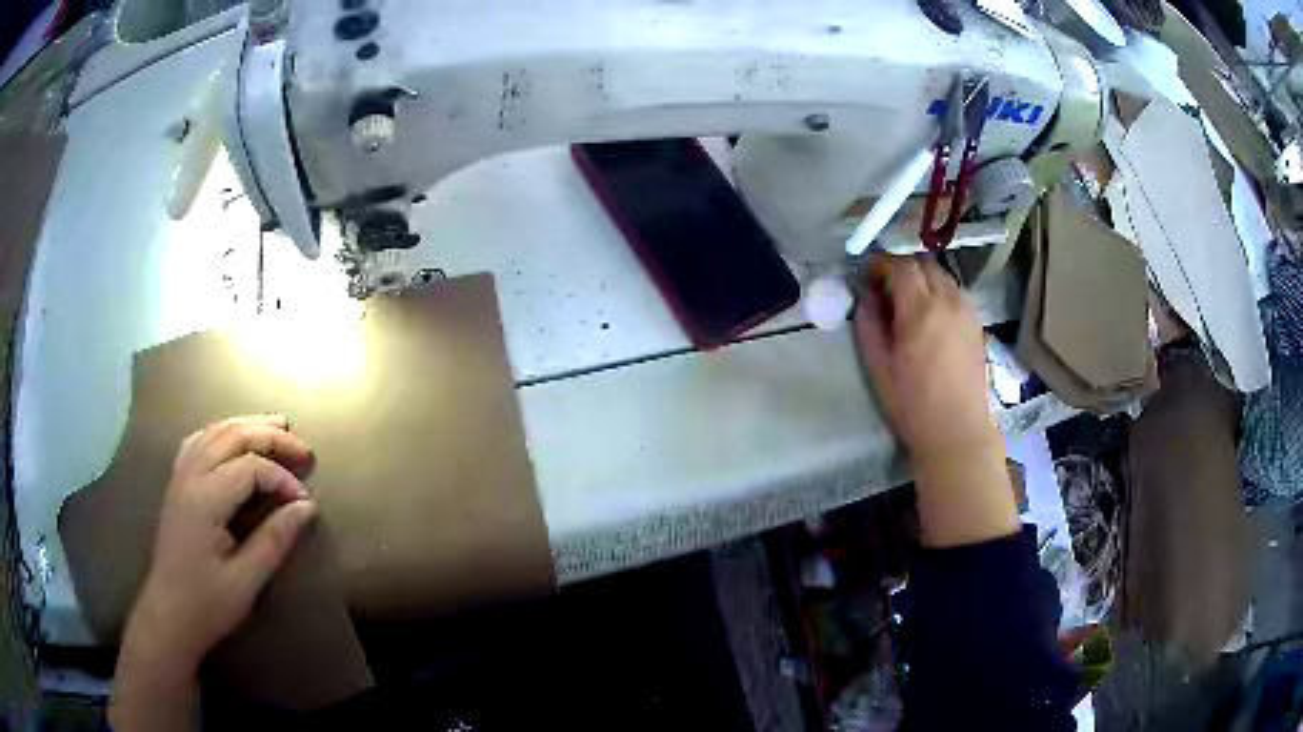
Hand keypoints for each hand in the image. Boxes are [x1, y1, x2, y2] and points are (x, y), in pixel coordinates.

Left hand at [124, 414, 317, 670]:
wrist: (169, 615)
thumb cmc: (207, 604)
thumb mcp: (246, 581)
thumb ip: (274, 539)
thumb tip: (306, 508)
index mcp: (205, 499)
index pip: (250, 468)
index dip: (282, 479)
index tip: (306, 503)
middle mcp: (190, 476)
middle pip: (232, 436)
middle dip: (271, 437)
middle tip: (303, 450)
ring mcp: (180, 476)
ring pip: (215, 432)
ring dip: (248, 426)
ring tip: (278, 427)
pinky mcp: (177, 484)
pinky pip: (199, 441)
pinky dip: (222, 432)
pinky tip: (233, 437)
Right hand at [854, 255, 997, 457]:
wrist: (957, 431)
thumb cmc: (913, 405)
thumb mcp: (878, 368)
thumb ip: (868, 325)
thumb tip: (866, 297)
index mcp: (920, 310)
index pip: (900, 265)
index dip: (881, 264)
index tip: (867, 274)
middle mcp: (948, 301)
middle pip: (924, 264)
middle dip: (902, 268)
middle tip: (885, 287)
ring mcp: (967, 311)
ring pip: (942, 276)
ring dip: (923, 279)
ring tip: (909, 302)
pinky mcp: (977, 324)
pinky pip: (955, 293)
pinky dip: (939, 293)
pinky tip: (931, 317)